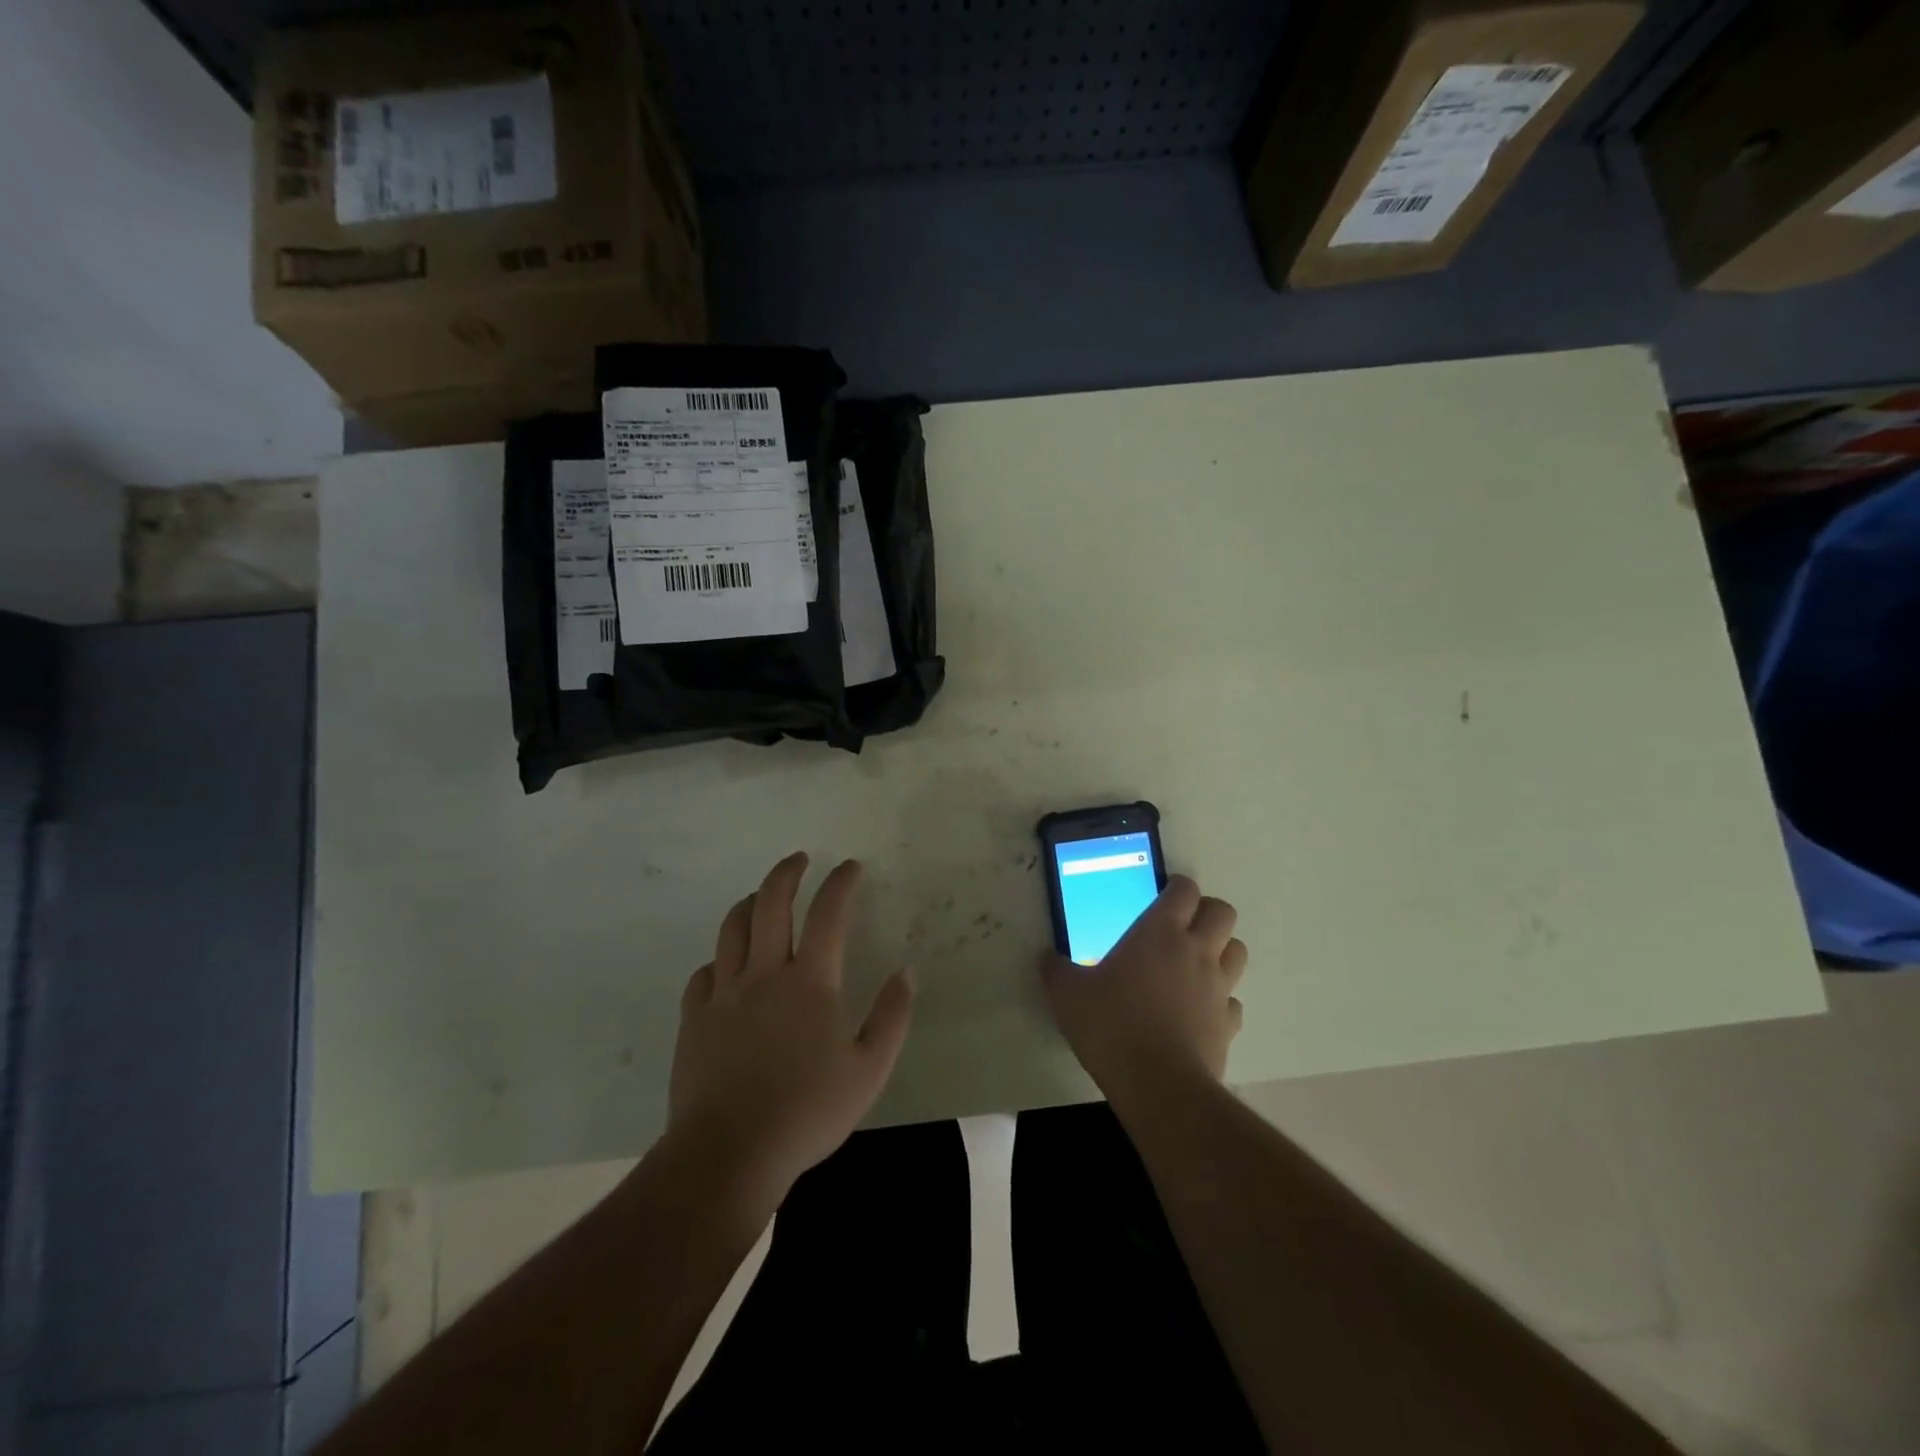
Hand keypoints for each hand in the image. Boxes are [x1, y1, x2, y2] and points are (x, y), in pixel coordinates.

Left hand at [667, 853, 913, 1215]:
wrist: (728, 1153)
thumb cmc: (806, 1111)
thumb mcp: (869, 1070)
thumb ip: (891, 1017)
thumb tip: (906, 971)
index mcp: (809, 982)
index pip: (828, 914)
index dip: (841, 883)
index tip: (850, 866)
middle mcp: (764, 974)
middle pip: (771, 903)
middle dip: (787, 873)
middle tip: (800, 859)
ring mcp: (724, 994)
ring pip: (732, 928)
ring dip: (750, 902)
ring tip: (761, 897)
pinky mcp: (694, 1019)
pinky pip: (704, 973)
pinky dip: (719, 958)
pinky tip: (726, 966)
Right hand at [1040, 876, 1245, 1104]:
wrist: (1157, 1084)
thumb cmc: (1111, 1024)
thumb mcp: (1068, 994)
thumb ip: (1056, 970)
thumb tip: (1044, 957)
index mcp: (1159, 932)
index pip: (1184, 890)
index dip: (1177, 887)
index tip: (1162, 895)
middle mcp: (1196, 951)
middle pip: (1223, 912)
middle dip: (1207, 913)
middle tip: (1181, 926)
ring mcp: (1218, 987)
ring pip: (1237, 951)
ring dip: (1221, 950)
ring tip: (1194, 964)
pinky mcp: (1228, 1024)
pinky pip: (1233, 1001)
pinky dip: (1221, 1000)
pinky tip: (1199, 1011)